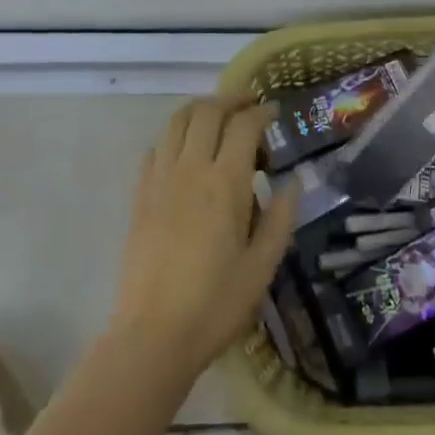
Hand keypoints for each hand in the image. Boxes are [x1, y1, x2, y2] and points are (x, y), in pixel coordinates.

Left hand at [110, 96, 295, 380]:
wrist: (153, 335)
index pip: (244, 126)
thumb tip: (294, 181)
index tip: (274, 112)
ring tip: (217, 116)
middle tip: (249, 104)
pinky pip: (157, 147)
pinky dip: (174, 135)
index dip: (261, 112)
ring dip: (200, 108)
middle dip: (231, 99)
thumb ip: (280, 218)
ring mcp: (160, 179)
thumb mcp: (262, 266)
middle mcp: (190, 169)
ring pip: (177, 121)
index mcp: (225, 183)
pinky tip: (185, 150)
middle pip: (208, 111)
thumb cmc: (216, 304)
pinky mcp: (140, 195)